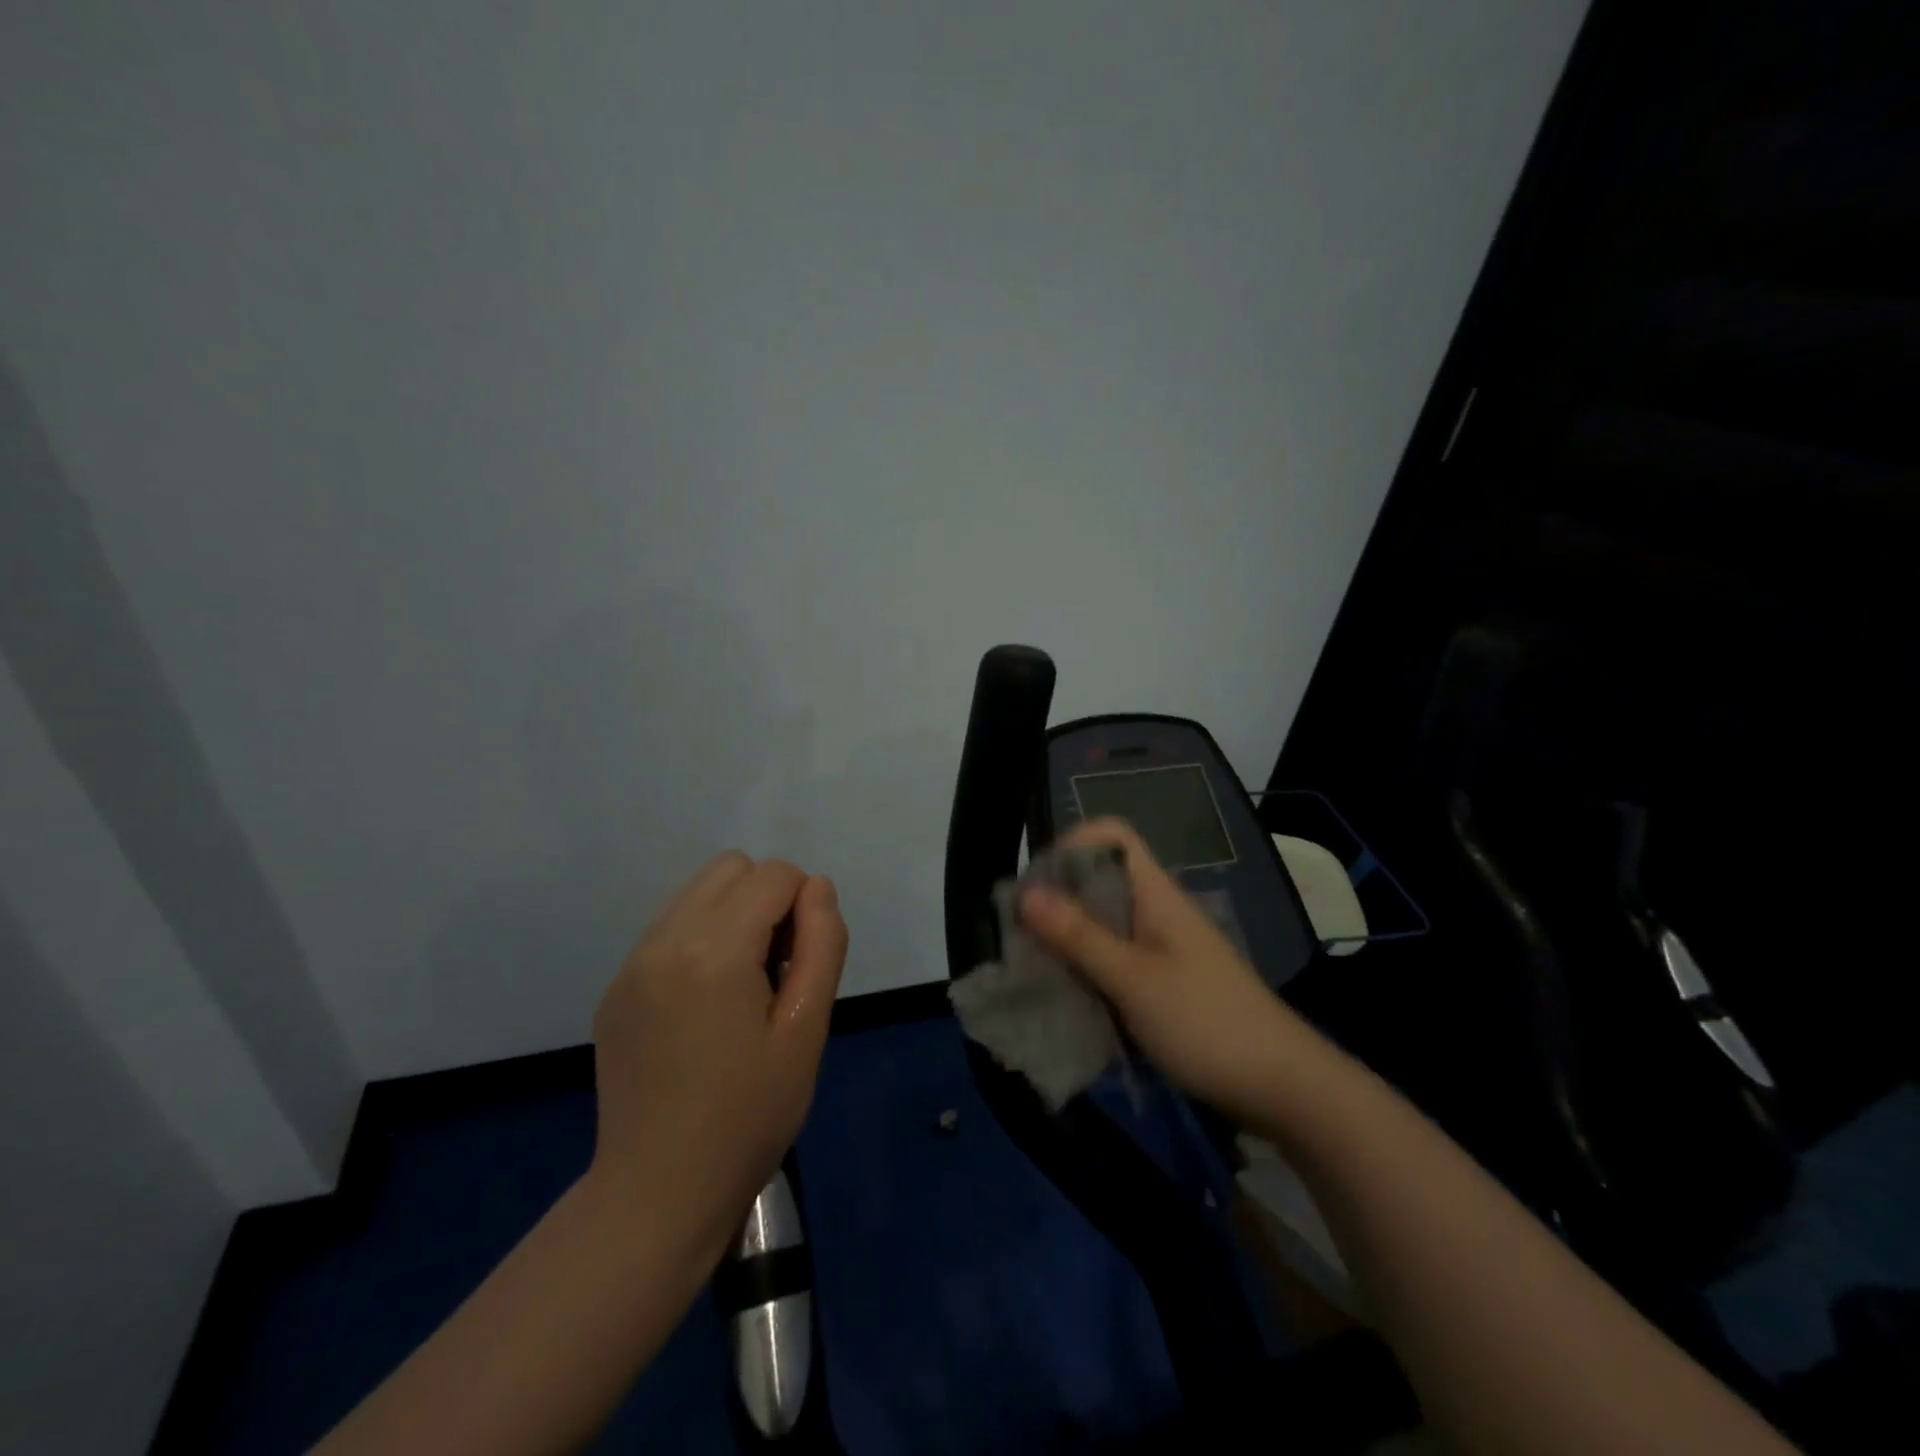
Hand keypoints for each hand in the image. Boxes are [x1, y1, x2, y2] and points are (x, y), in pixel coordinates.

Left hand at [587, 853, 847, 1260]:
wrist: (658, 1193)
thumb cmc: (749, 1115)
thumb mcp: (807, 1029)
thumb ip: (822, 944)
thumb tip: (817, 888)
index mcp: (713, 950)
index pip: (773, 874)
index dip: (804, 906)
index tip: (802, 963)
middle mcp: (663, 940)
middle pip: (730, 867)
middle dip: (766, 898)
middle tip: (775, 968)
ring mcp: (631, 963)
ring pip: (696, 893)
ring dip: (732, 916)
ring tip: (741, 986)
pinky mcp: (616, 988)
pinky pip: (669, 929)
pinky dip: (700, 941)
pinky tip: (705, 1006)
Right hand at [1020, 818, 1306, 1125]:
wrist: (1284, 1087)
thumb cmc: (1206, 1022)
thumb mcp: (1133, 979)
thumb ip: (1079, 936)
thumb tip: (1024, 892)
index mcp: (1155, 893)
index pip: (1110, 837)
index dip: (1071, 847)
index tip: (1037, 888)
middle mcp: (1156, 910)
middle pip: (1099, 881)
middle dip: (1057, 902)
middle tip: (1022, 939)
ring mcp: (1161, 948)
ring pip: (1102, 924)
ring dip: (1068, 941)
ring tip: (1036, 972)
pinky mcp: (1162, 982)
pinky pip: (1113, 960)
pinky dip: (1087, 971)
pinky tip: (1068, 999)